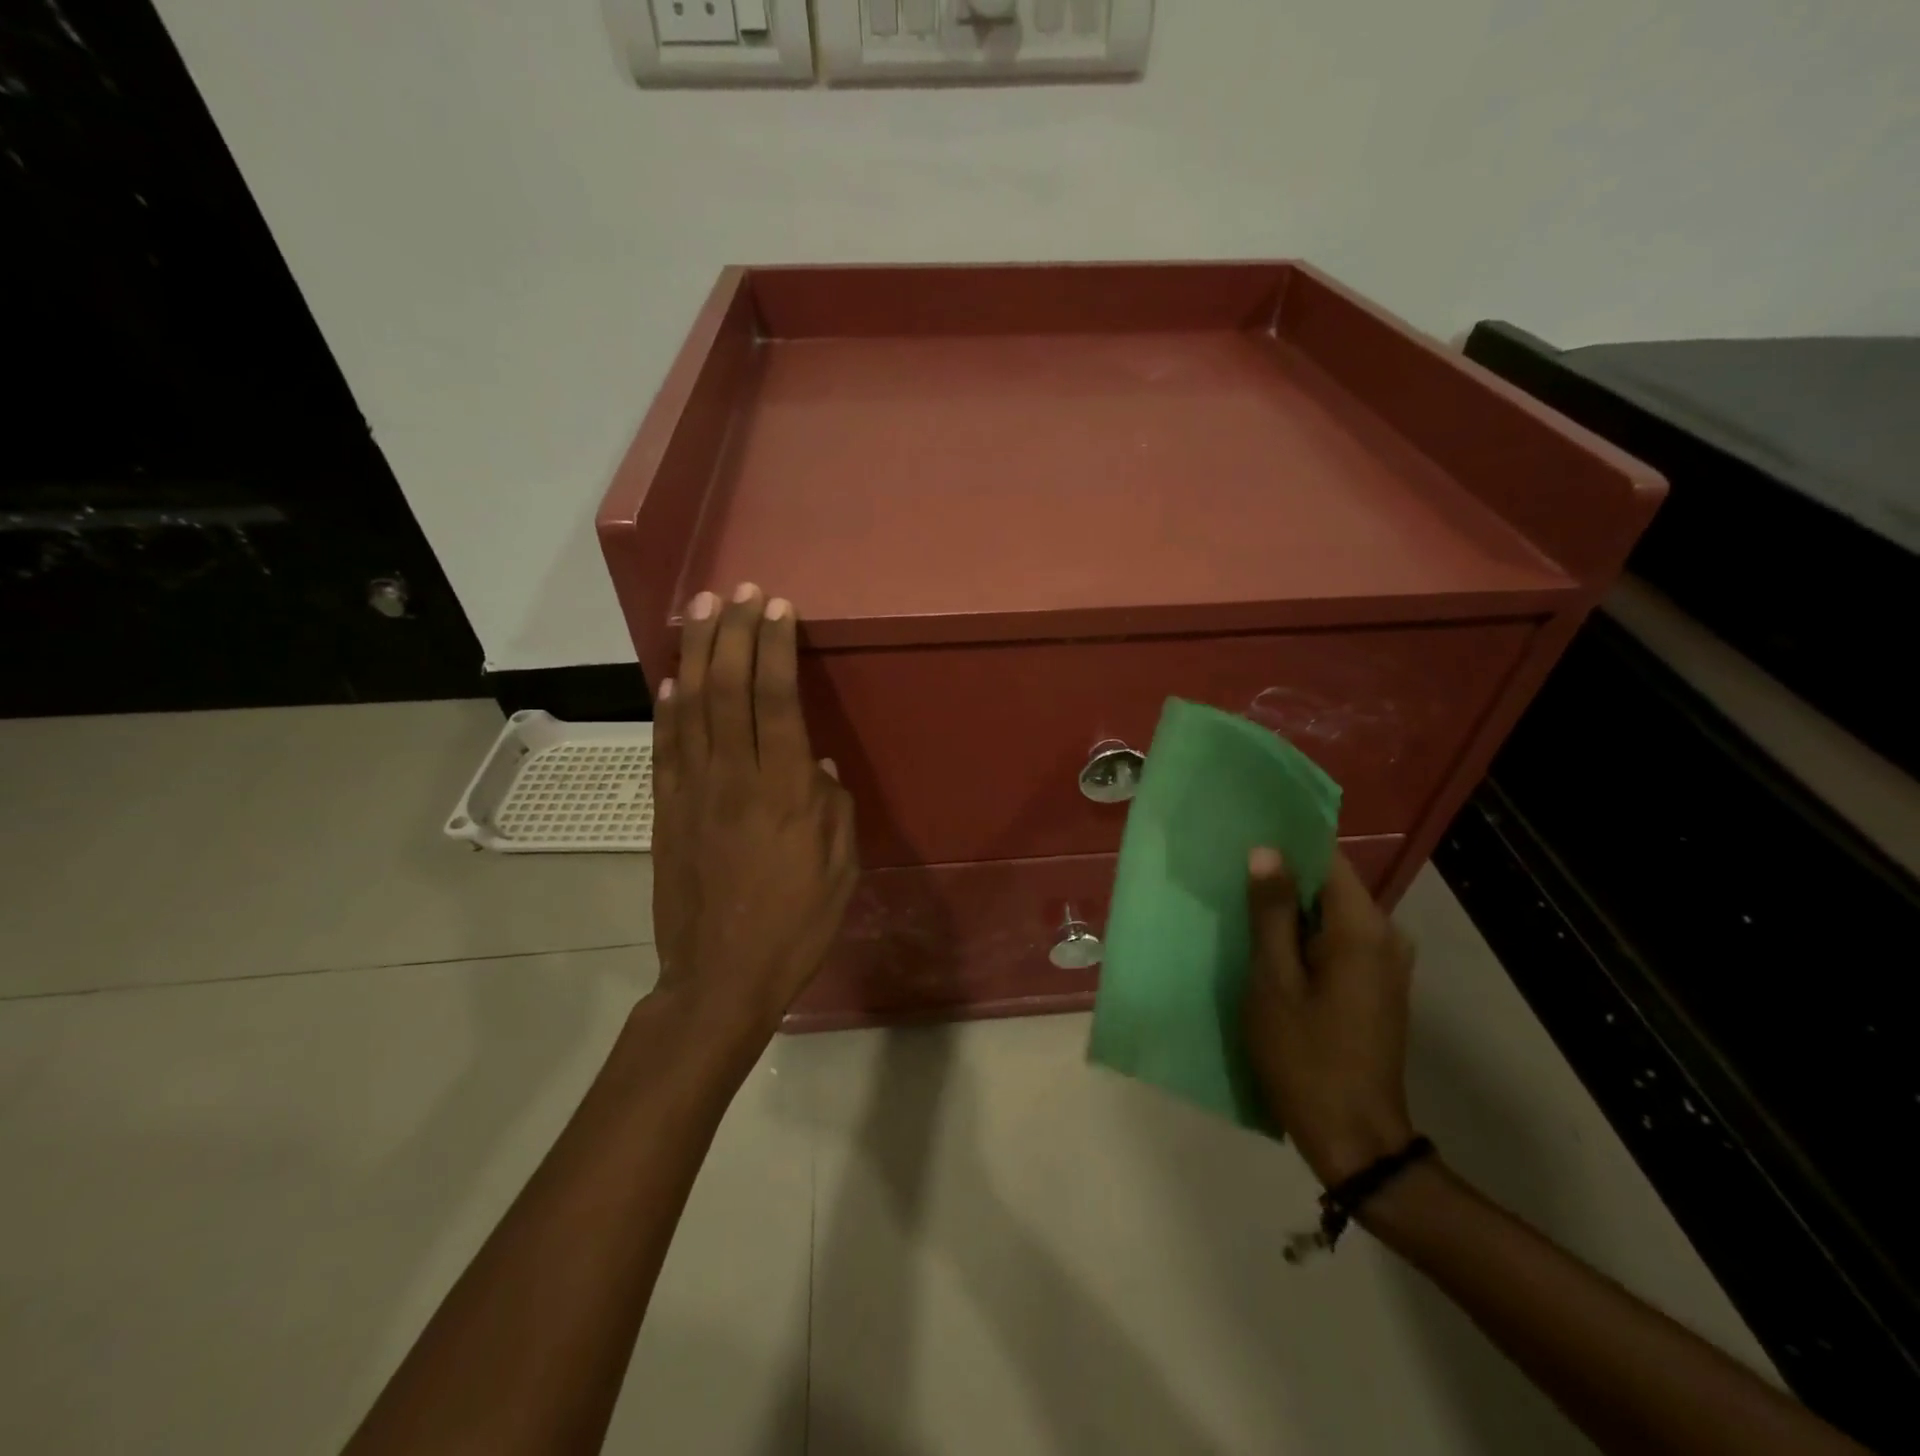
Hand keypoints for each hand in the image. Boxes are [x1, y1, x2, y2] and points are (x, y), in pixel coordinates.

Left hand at [650, 583, 857, 1041]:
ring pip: (691, 705)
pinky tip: (671, 678)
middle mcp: (734, 778)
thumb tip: (818, 764)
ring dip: (696, 651)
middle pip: (728, 687)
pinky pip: (665, 746)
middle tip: (739, 591)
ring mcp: (692, 791)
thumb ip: (832, 807)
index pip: (776, 699)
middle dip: (733, 632)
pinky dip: (667, 706)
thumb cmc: (796, 925)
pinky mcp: (665, 810)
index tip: (778, 609)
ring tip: (700, 608)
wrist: (719, 977)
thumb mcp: (840, 867)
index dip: (774, 647)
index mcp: (786, 791)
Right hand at [1243, 848, 1416, 1185]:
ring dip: (1292, 910)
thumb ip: (1271, 913)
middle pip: (1331, 885)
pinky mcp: (1378, 986)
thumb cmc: (1305, 1055)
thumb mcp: (1273, 981)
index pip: (1327, 859)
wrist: (1355, 1138)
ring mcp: (1387, 963)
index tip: (1244, 837)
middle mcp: (1386, 936)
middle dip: (1283, 878)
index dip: (1286, 844)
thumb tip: (1265, 851)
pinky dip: (1307, 936)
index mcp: (1362, 928)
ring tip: (1242, 908)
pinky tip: (1271, 948)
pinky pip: (1340, 941)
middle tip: (1230, 875)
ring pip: (1333, 914)